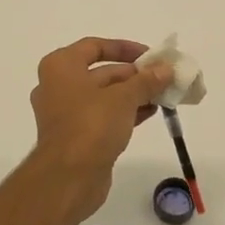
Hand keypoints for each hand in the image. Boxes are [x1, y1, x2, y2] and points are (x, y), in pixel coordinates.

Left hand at [27, 38, 173, 220]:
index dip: (124, 48)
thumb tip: (166, 68)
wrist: (68, 178)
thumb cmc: (91, 125)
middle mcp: (58, 86)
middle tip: (163, 78)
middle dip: (134, 75)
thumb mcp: (124, 97)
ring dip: (133, 95)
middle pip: (101, 72)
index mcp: (61, 67)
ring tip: (162, 95)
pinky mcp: (75, 136)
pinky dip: (125, 112)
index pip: (95, 46)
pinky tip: (150, 113)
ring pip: (104, 96)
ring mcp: (65, 113)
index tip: (150, 56)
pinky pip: (103, 116)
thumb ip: (146, 80)